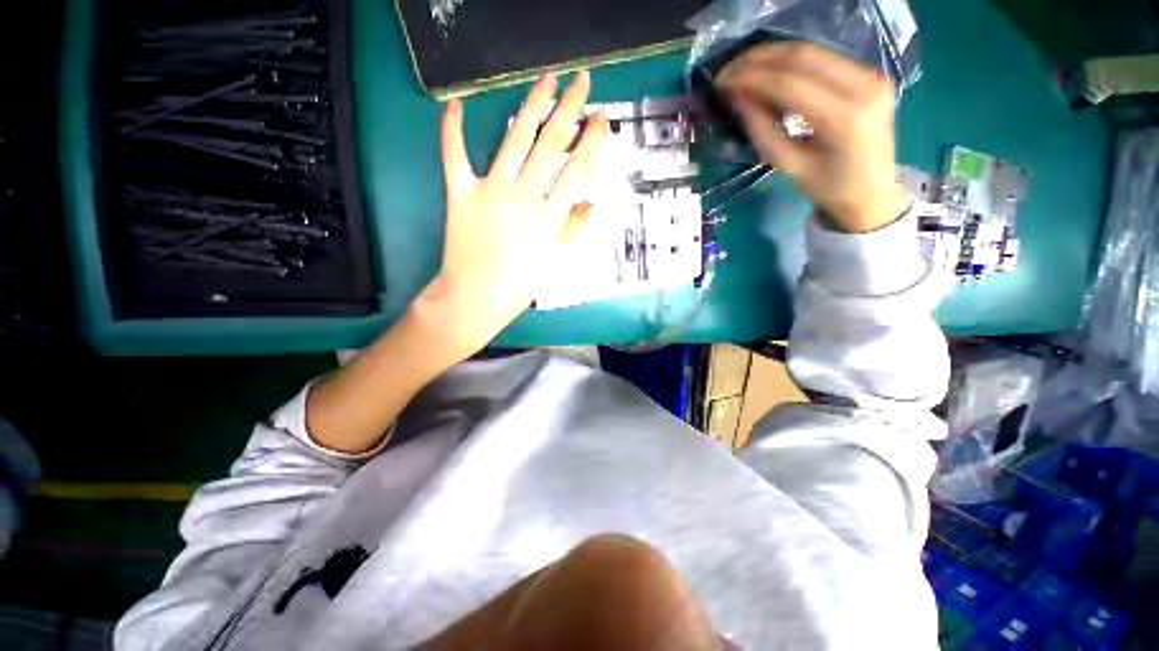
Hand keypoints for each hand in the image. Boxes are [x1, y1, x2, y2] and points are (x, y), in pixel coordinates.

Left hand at [411, 71, 609, 360]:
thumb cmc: (519, 287)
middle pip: (551, 145)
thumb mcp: (554, 262)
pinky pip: (455, 156)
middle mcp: (524, 198)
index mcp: (549, 218)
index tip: (602, 117)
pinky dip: (453, 129)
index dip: (592, 141)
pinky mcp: (460, 194)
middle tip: (582, 81)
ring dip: (532, 106)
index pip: (577, 170)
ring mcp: (490, 192)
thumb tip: (590, 204)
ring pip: (514, 140)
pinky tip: (456, 105)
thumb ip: (572, 230)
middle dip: (570, 109)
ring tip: (546, 80)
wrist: (475, 299)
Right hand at [717, 42, 910, 232]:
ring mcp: (871, 75)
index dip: (751, 78)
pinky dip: (792, 61)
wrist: (872, 192)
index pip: (789, 84)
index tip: (722, 81)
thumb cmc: (827, 188)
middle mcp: (864, 86)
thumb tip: (737, 98)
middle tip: (728, 70)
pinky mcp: (870, 73)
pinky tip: (769, 69)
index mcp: (844, 118)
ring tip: (743, 66)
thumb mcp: (788, 165)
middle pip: (802, 58)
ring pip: (813, 51)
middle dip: (760, 59)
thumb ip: (762, 129)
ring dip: (774, 55)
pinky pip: (824, 58)